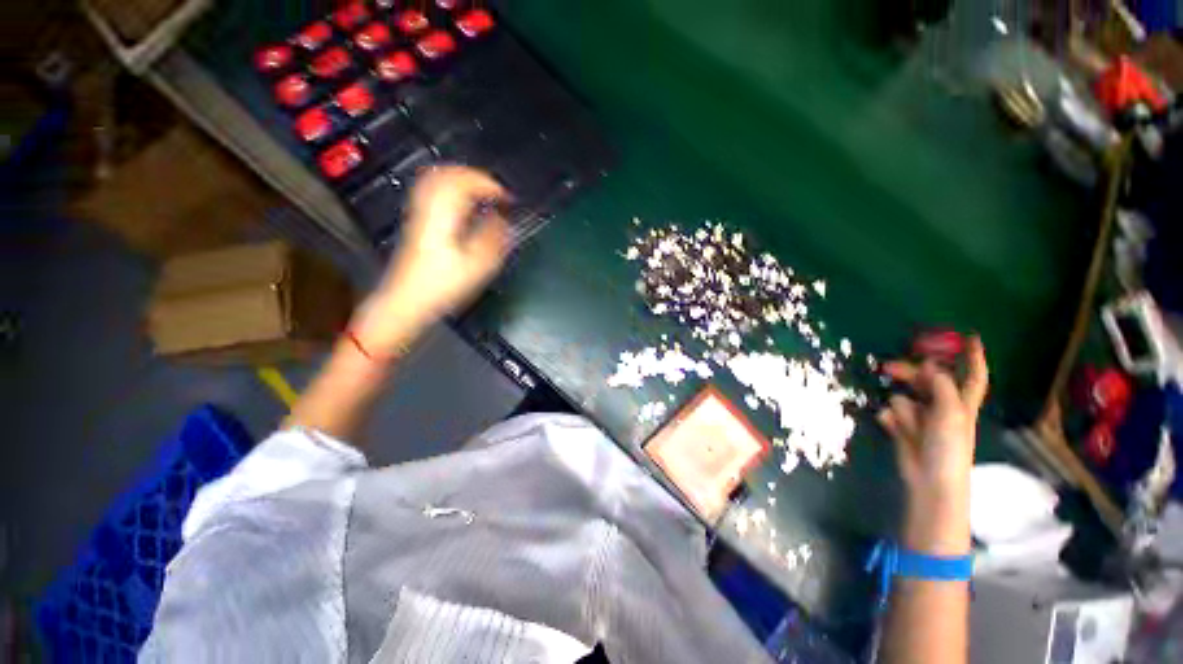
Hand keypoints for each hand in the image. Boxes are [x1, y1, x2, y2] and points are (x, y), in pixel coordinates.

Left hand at [374, 166, 510, 327]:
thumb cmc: (442, 285)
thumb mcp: (477, 265)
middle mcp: (429, 208)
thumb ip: (494, 238)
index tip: (507, 197)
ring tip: (481, 191)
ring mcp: (419, 214)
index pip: (465, 182)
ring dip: (462, 180)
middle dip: (475, 176)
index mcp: (444, 215)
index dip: (490, 185)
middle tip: (495, 189)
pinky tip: (460, 204)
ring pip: (436, 180)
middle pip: (447, 173)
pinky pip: (431, 193)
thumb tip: (504, 220)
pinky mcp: (417, 223)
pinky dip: (449, 191)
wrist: (407, 300)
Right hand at [877, 336, 987, 553]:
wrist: (931, 480)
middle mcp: (942, 407)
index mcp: (961, 403)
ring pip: (905, 399)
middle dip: (908, 374)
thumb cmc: (950, 448)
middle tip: (886, 368)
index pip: (972, 376)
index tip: (970, 337)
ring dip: (902, 408)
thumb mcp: (950, 414)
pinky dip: (891, 420)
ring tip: (906, 424)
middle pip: (925, 381)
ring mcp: (922, 419)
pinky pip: (891, 414)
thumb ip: (939, 386)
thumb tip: (928, 365)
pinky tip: (893, 429)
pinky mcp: (903, 429)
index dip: (973, 357)